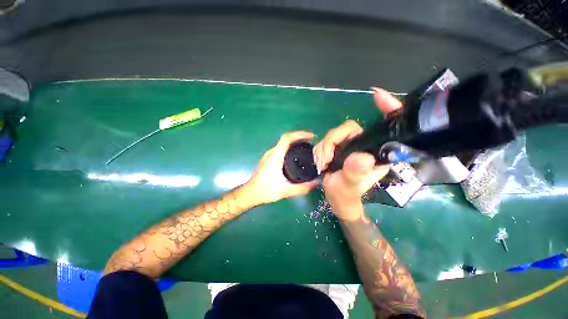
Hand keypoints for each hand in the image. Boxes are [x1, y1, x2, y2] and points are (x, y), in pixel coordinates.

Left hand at [247, 131, 319, 204]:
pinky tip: (295, 155)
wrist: (250, 193)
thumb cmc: (266, 190)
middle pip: (286, 138)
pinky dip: (289, 147)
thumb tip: (317, 182)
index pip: (287, 138)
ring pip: (282, 143)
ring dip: (294, 141)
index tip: (311, 136)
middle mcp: (271, 152)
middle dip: (299, 137)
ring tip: (305, 147)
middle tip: (311, 142)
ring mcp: (268, 155)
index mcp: (275, 156)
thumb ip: (302, 188)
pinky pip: (280, 148)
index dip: (300, 134)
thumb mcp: (286, 191)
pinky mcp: (267, 159)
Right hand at [314, 88, 402, 219]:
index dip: (387, 108)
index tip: (377, 95)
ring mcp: (349, 145)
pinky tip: (320, 161)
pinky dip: (320, 150)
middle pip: (347, 129)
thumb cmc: (347, 194)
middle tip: (326, 159)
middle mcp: (364, 144)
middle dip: (331, 142)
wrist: (336, 198)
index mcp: (376, 152)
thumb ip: (355, 173)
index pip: (386, 126)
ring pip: (333, 135)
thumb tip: (361, 158)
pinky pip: (325, 141)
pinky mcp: (338, 147)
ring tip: (322, 164)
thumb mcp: (350, 186)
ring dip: (323, 149)